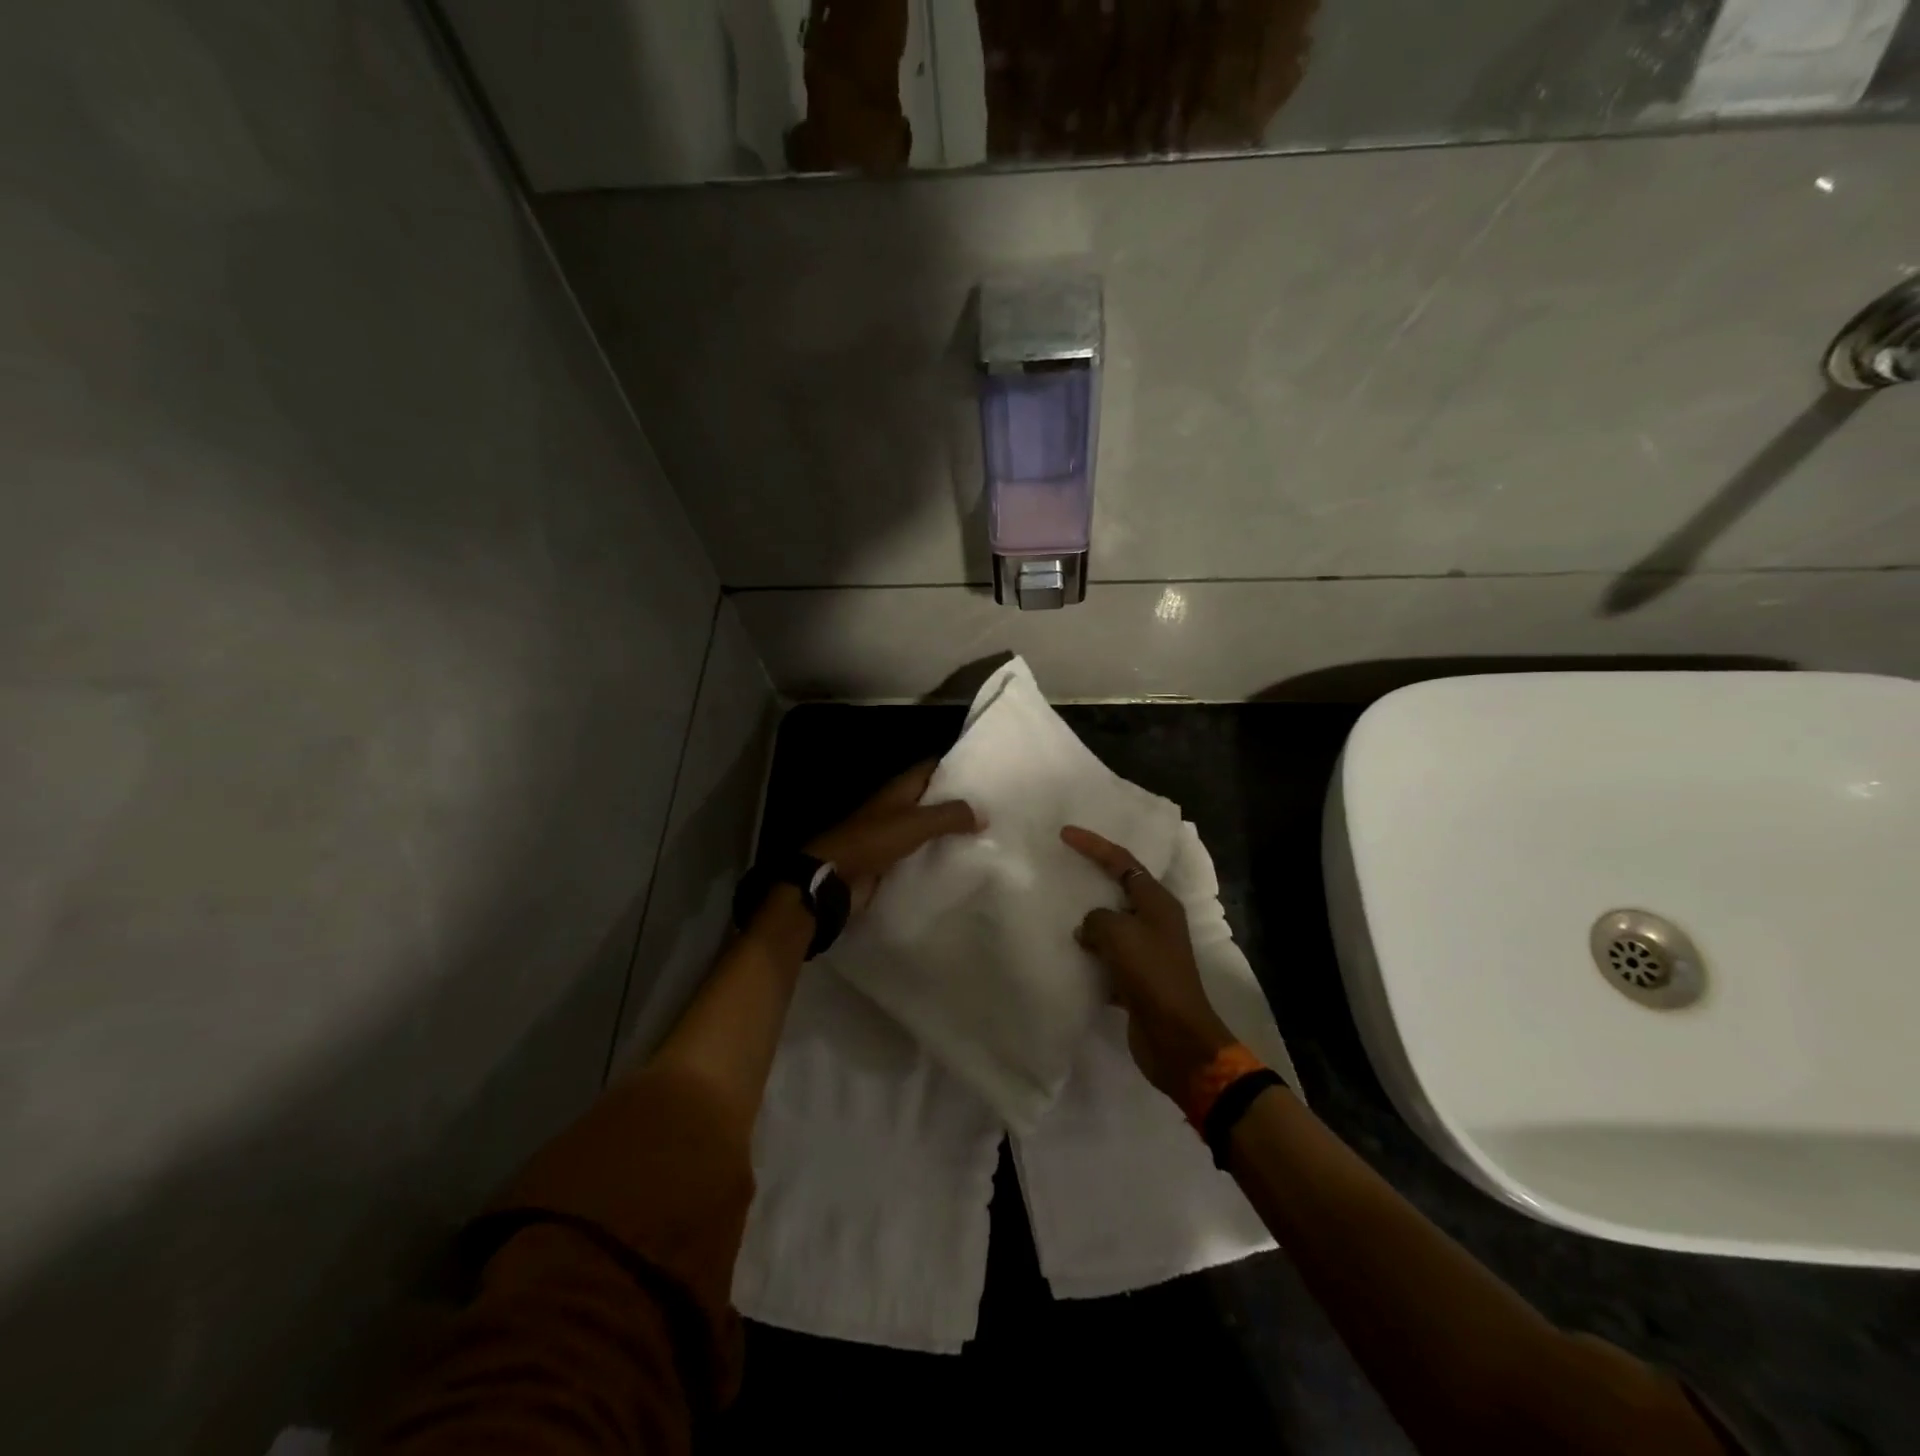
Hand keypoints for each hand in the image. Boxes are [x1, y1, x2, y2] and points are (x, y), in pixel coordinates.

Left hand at [807, 761, 981, 914]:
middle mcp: (898, 807)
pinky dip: (939, 855)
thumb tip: (984, 813)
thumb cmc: (874, 840)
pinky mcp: (893, 861)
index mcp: (900, 788)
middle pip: (933, 798)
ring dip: (951, 831)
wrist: (837, 878)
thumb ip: (950, 815)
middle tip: (996, 805)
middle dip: (960, 801)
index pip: (932, 767)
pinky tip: (964, 861)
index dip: (957, 765)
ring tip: (989, 834)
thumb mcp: (916, 823)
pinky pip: (922, 854)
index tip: (986, 769)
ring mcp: (894, 834)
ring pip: (929, 827)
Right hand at [1062, 825, 1235, 1101]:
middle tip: (1062, 868)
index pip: (1122, 861)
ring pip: (1112, 924)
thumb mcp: (1119, 935)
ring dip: (1088, 920)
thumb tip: (1089, 928)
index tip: (1065, 834)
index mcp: (1158, 902)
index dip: (1094, 845)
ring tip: (1058, 910)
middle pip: (1119, 889)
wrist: (1176, 1038)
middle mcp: (1156, 921)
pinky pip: (1108, 955)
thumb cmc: (1151, 976)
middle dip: (1091, 879)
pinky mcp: (1137, 978)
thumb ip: (1097, 919)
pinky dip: (1090, 954)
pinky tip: (1069, 954)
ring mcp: (1148, 951)